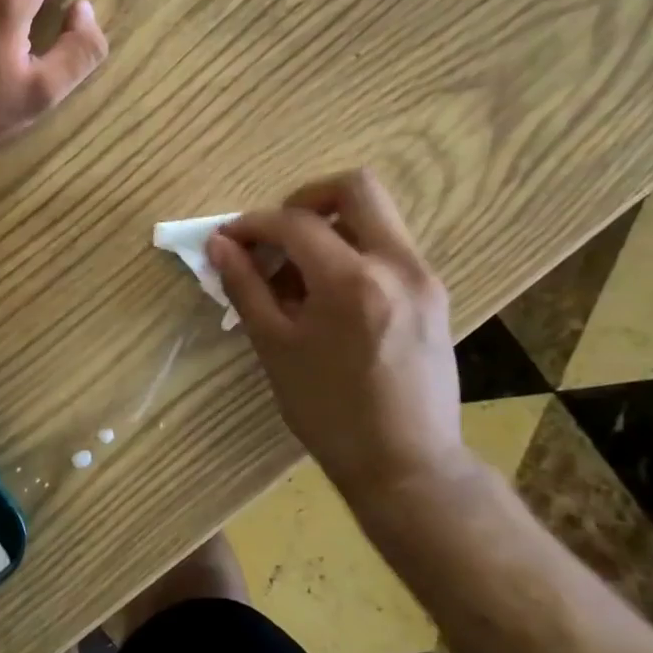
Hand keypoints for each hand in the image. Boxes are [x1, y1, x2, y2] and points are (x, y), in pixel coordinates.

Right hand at [208, 170, 466, 504]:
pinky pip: (388, 247)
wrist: (407, 465)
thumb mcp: (275, 347)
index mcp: (352, 280)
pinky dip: (353, 251)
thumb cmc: (329, 412)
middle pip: (355, 188)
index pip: (295, 222)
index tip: (229, 240)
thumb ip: (245, 286)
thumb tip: (219, 244)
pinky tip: (327, 295)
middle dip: (306, 199)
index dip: (253, 224)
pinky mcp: (433, 295)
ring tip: (297, 273)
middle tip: (276, 234)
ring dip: (330, 227)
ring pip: (375, 216)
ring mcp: (423, 277)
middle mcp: (397, 265)